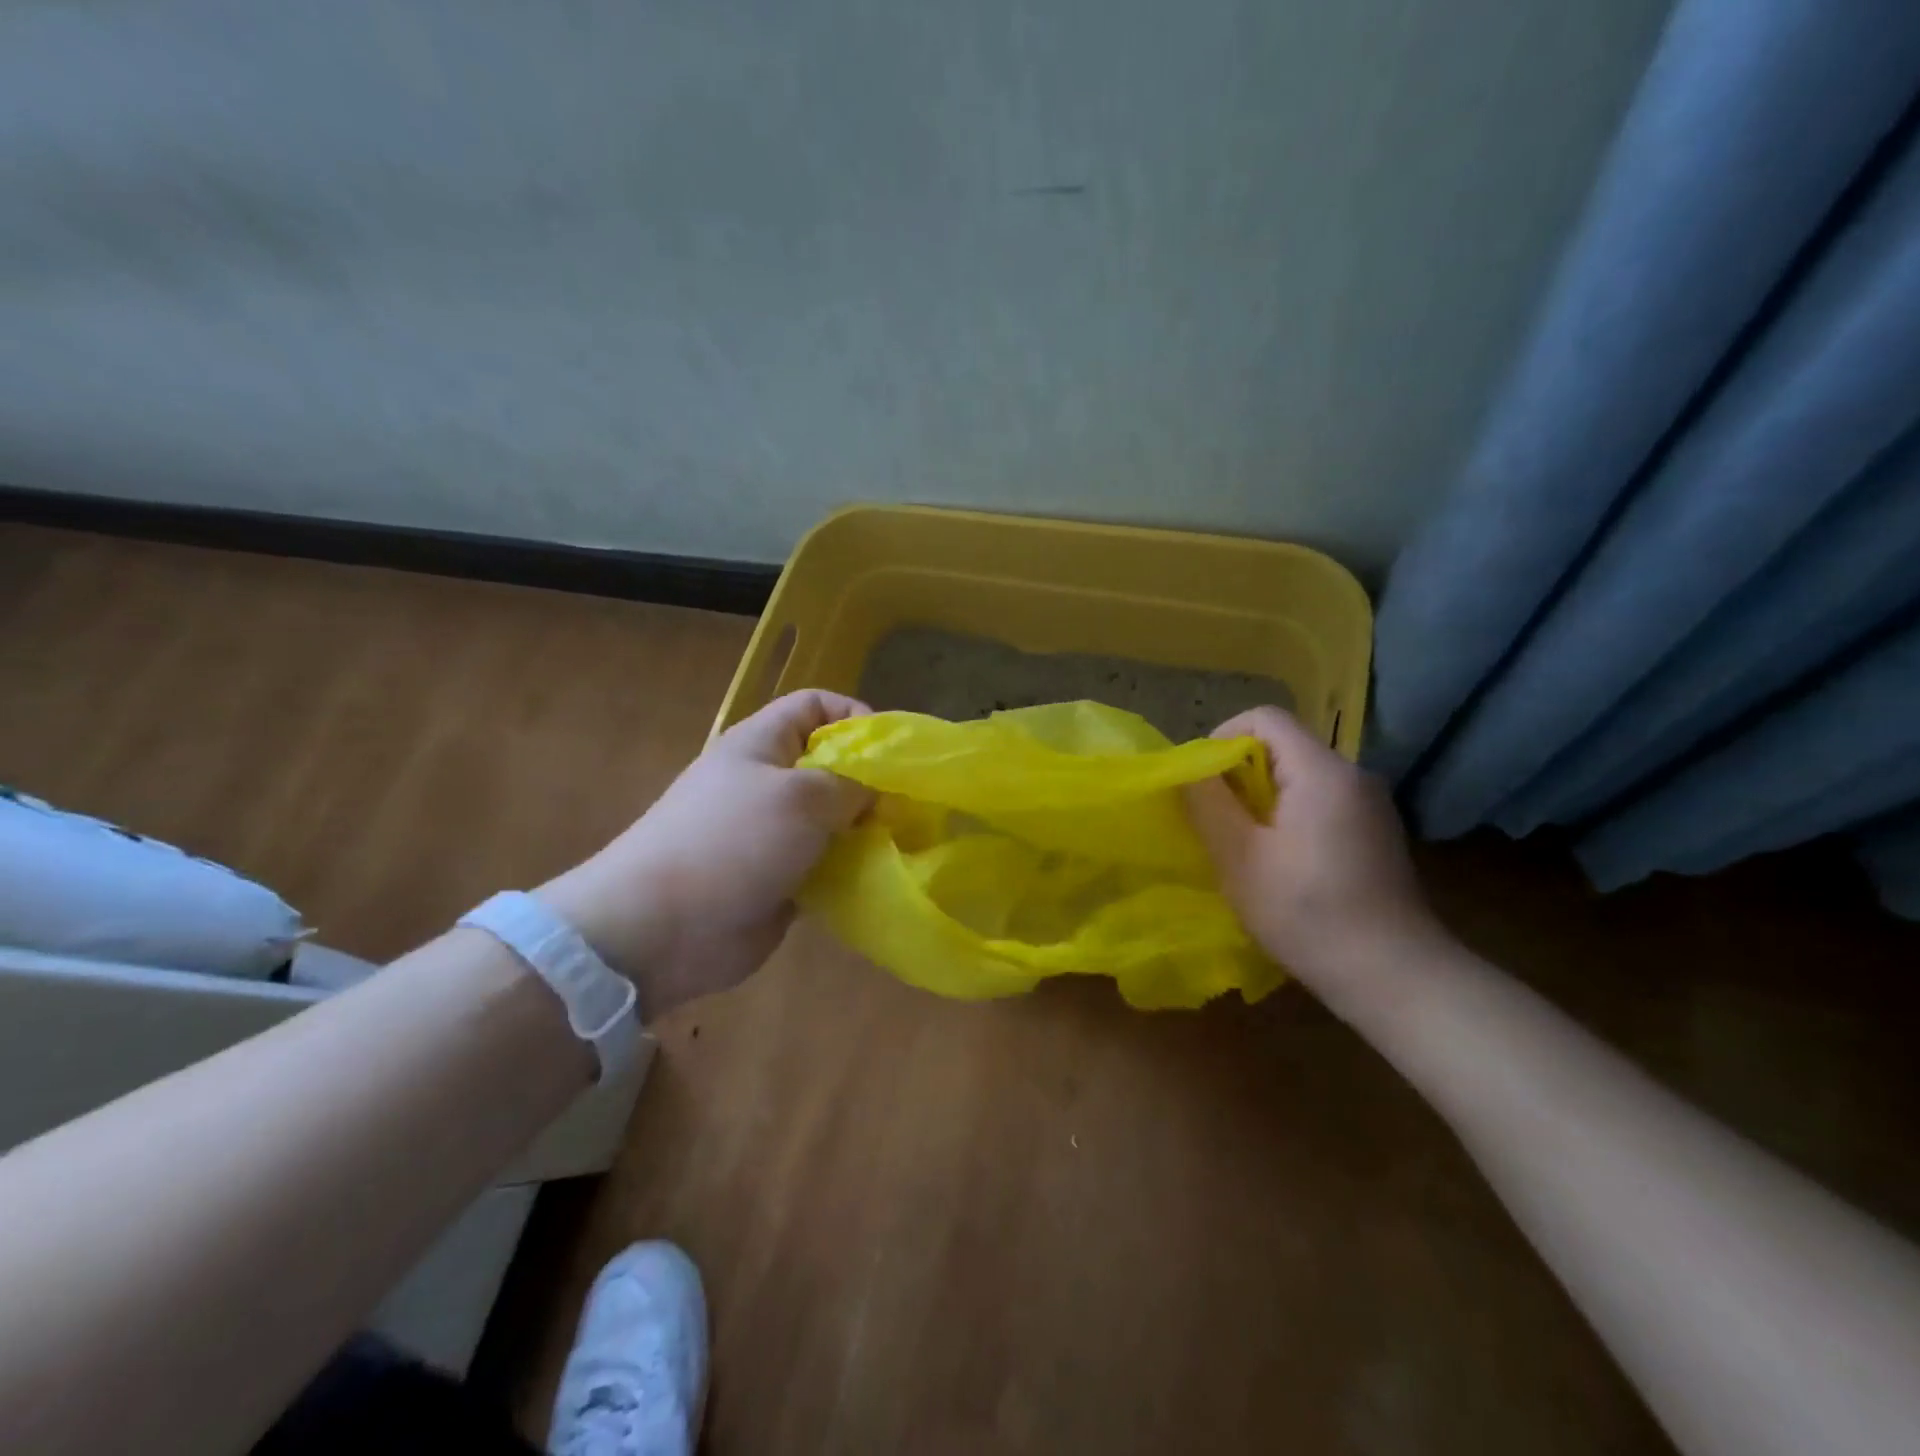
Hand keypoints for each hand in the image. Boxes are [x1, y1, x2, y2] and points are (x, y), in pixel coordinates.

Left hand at [537, 689, 872, 1017]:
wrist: (659, 928)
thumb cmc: (732, 841)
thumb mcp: (802, 797)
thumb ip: (852, 785)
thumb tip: (879, 791)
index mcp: (762, 744)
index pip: (816, 705)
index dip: (856, 717)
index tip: (891, 754)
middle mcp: (767, 782)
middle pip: (831, 765)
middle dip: (871, 783)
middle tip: (906, 809)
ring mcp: (770, 833)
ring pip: (832, 820)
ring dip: (864, 831)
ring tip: (899, 846)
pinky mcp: (777, 879)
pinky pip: (824, 865)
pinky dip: (848, 870)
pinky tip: (874, 880)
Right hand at [1183, 705, 1442, 1008]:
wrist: (1394, 975)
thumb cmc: (1307, 913)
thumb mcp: (1239, 858)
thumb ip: (1208, 804)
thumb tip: (1187, 770)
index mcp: (1322, 771)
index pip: (1264, 718)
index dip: (1222, 738)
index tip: (1202, 783)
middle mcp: (1353, 775)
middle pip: (1282, 746)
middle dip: (1238, 775)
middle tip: (1215, 820)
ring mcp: (1370, 804)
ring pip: (1299, 777)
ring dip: (1261, 799)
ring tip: (1242, 845)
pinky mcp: (1376, 831)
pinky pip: (1320, 801)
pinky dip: (1289, 816)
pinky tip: (1281, 863)